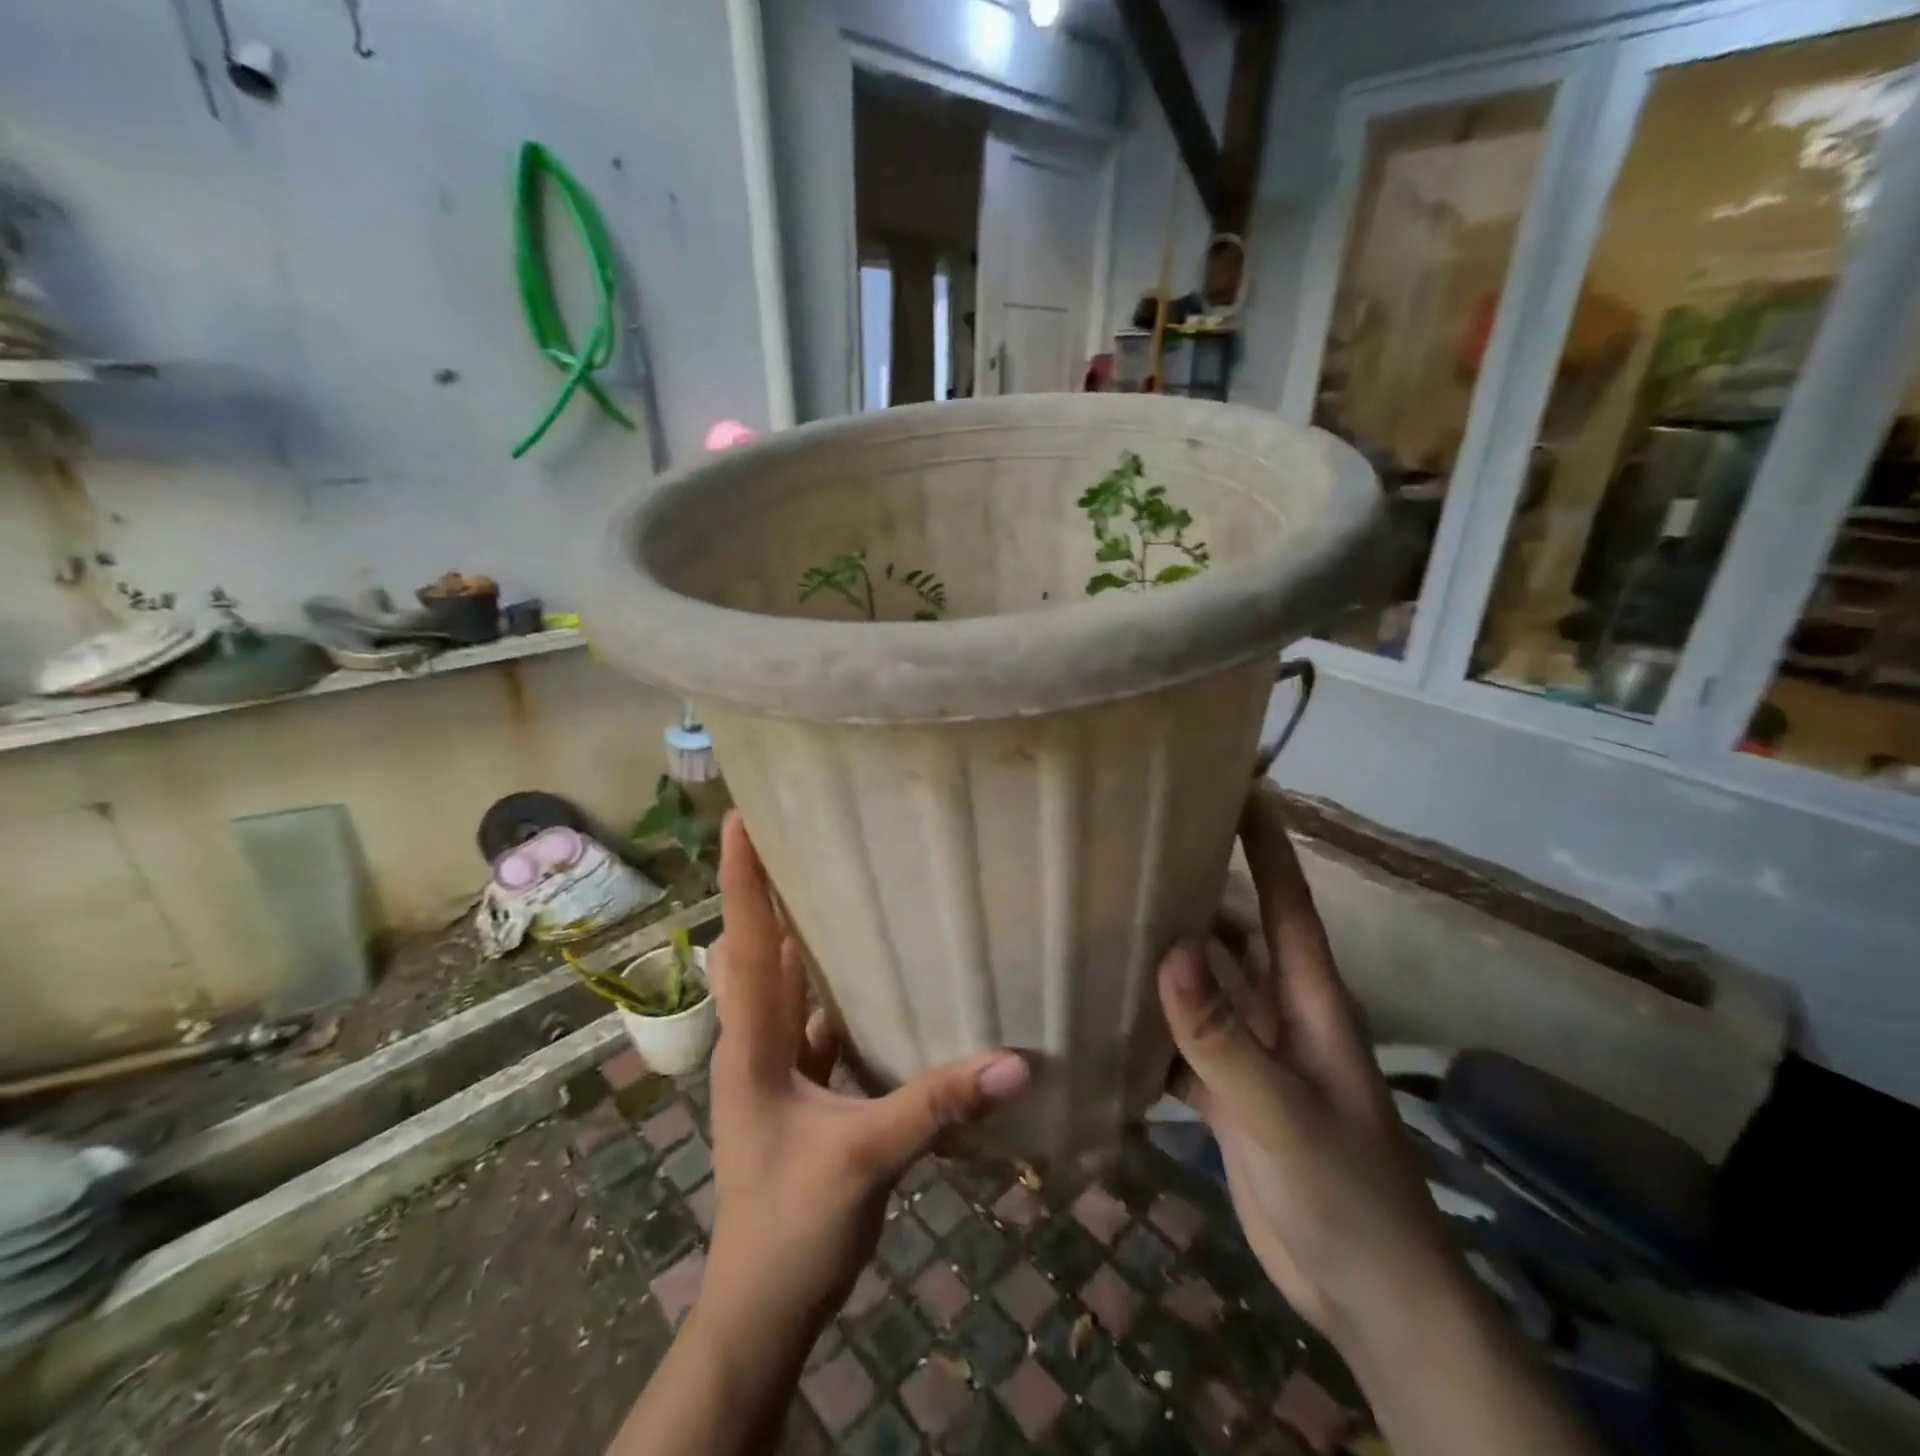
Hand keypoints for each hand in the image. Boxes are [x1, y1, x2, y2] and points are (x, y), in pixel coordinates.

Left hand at [700, 814, 1030, 1339]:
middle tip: (803, 834)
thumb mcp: (865, 1159)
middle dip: (772, 892)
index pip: (745, 945)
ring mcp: (774, 1065)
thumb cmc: (791, 1226)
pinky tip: (874, 972)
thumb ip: (936, 1105)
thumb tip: (1013, 1060)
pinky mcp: (799, 1087)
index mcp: (750, 1044)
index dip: (740, 880)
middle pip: (759, 950)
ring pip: (787, 983)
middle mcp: (755, 1041)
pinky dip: (835, 989)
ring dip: (804, 937)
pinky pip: (815, 1019)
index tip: (738, 819)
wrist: (764, 1305)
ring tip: (841, 882)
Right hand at [1160, 782, 1459, 1349]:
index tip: (1237, 787)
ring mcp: (1254, 1054)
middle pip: (1234, 936)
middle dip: (1195, 894)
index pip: (1286, 901)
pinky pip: (1184, 1043)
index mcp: (1309, 999)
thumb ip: (1223, 1034)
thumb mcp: (1281, 1109)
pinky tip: (1107, 1015)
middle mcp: (1280, 1012)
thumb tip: (1171, 949)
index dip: (1265, 844)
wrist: (1367, 1295)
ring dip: (1165, 961)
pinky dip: (1152, 1028)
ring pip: (1203, 988)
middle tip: (1133, 854)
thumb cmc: (1345, 1191)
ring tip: (1106, 922)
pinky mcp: (1230, 1094)